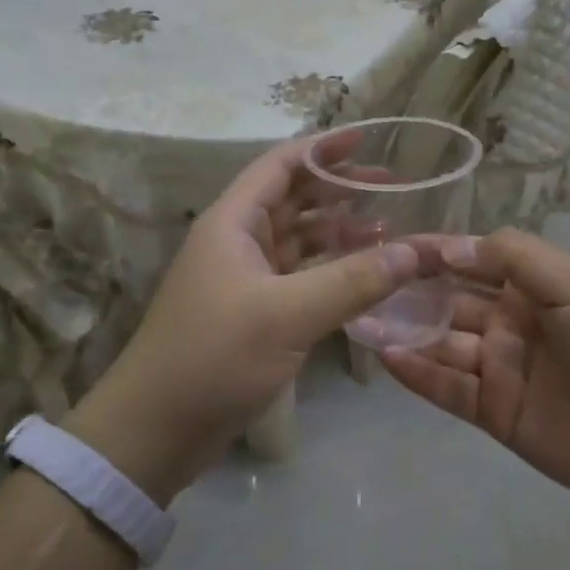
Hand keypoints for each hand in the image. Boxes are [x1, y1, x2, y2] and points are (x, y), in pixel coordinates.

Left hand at [65, 132, 427, 503]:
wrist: (155, 430)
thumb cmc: (214, 356)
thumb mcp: (287, 314)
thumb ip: (353, 280)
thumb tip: (414, 251)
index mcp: (234, 222)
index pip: (281, 165)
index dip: (323, 147)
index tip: (368, 139)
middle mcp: (238, 240)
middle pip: (294, 198)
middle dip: (341, 189)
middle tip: (394, 187)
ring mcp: (245, 278)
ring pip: (299, 239)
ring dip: (340, 232)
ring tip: (389, 230)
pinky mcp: (253, 312)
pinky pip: (300, 276)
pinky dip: (331, 271)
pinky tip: (365, 276)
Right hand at [380, 229, 569, 514]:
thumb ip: (514, 258)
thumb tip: (450, 245)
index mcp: (535, 286)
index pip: (473, 260)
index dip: (433, 251)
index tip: (388, 243)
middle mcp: (513, 322)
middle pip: (450, 301)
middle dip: (408, 291)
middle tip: (359, 281)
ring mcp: (502, 369)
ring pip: (442, 343)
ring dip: (404, 330)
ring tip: (359, 318)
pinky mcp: (496, 413)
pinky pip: (449, 388)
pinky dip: (418, 373)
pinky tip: (386, 356)